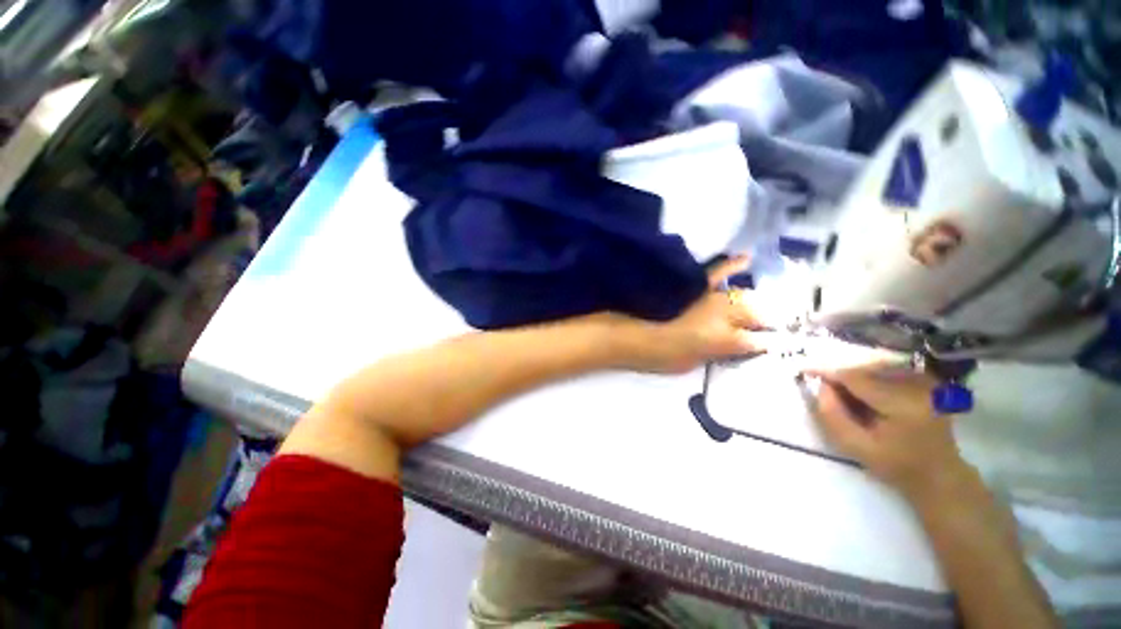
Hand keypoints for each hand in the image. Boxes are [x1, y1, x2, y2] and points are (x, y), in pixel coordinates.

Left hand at [624, 256, 763, 373]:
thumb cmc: (657, 355)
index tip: (767, 346)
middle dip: (762, 321)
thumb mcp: (689, 364)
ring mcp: (709, 295)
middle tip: (763, 327)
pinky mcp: (693, 283)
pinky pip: (716, 270)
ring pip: (742, 295)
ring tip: (758, 306)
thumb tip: (727, 348)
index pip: (757, 342)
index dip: (764, 345)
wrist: (629, 331)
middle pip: (755, 314)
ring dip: (752, 302)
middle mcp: (724, 314)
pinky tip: (745, 258)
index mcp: (724, 339)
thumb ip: (714, 354)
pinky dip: (732, 264)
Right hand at [804, 363, 968, 497]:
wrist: (939, 474)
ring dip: (855, 377)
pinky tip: (867, 394)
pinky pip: (888, 370)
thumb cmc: (897, 465)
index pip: (857, 378)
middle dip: (842, 377)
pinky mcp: (927, 380)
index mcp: (903, 404)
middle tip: (827, 391)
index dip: (828, 373)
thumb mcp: (856, 447)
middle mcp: (918, 385)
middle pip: (866, 369)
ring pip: (875, 367)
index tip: (803, 370)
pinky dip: (870, 378)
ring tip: (848, 396)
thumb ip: (833, 416)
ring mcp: (926, 381)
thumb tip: (821, 386)